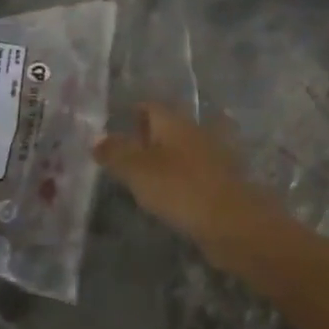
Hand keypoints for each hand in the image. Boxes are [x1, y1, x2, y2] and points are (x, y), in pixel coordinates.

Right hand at [95, 104, 275, 263]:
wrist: (232, 221)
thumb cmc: (179, 188)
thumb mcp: (137, 170)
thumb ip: (115, 152)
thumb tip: (96, 138)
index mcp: (174, 121)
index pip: (150, 107)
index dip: (132, 114)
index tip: (116, 128)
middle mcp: (195, 130)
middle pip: (168, 126)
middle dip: (148, 137)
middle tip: (127, 154)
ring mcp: (213, 155)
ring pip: (183, 149)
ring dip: (166, 158)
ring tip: (145, 177)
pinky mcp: (222, 180)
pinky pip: (194, 171)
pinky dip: (181, 177)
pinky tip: (171, 194)